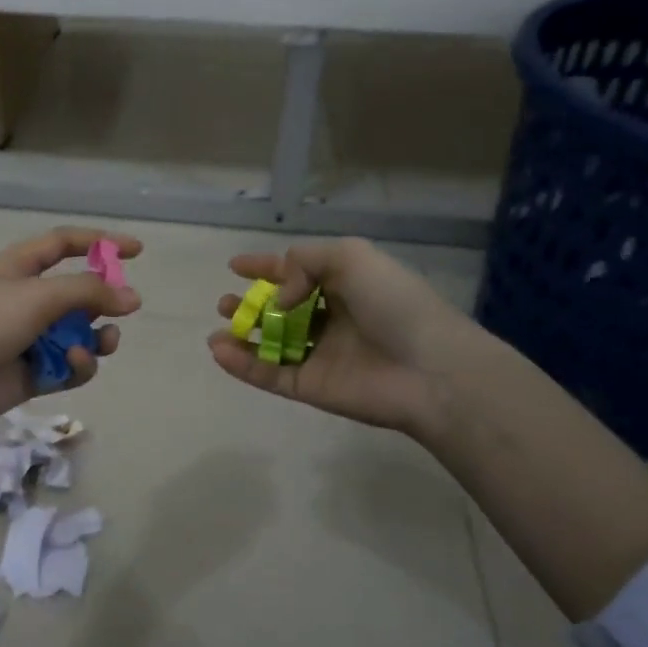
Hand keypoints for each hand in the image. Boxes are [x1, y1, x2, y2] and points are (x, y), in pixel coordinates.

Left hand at [0, 227, 141, 439]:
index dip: (100, 242)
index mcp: (17, 267)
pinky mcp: (31, 373)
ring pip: (78, 332)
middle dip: (103, 301)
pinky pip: (68, 364)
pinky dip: (77, 364)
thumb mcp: (36, 297)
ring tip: (103, 343)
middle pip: (77, 292)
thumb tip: (132, 298)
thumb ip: (88, 292)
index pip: (63, 244)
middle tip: (124, 310)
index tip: (137, 251)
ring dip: (96, 337)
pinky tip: (74, 365)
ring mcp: (28, 337)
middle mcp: (24, 298)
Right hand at [208, 238, 481, 438]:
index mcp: (344, 284)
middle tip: (225, 303)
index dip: (266, 267)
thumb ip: (304, 263)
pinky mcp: (312, 388)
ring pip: (271, 345)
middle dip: (250, 304)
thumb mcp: (350, 257)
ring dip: (241, 336)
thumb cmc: (394, 303)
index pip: (297, 271)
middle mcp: (331, 319)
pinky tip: (219, 352)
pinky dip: (243, 366)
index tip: (235, 265)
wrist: (429, 369)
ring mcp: (320, 355)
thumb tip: (279, 298)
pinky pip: (270, 375)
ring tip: (218, 330)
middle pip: (280, 310)